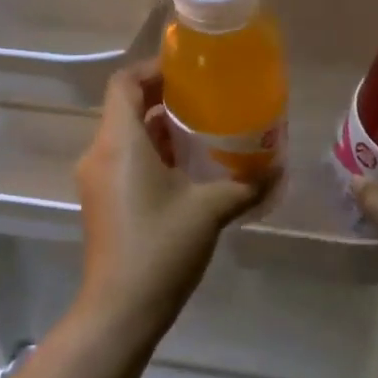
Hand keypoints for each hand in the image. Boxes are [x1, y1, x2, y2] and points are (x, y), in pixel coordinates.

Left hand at [73, 61, 270, 347]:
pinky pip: (124, 161)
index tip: (188, 71)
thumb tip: (279, 168)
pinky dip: (151, 153)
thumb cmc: (161, 246)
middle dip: (162, 97)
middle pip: (124, 107)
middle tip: (205, 97)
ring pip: (125, 136)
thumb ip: (246, 184)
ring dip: (159, 128)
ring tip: (202, 129)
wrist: (120, 309)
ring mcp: (97, 180)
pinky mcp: (102, 202)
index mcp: (120, 142)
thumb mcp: (211, 209)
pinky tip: (187, 168)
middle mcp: (100, 154)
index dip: (153, 68)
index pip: (124, 83)